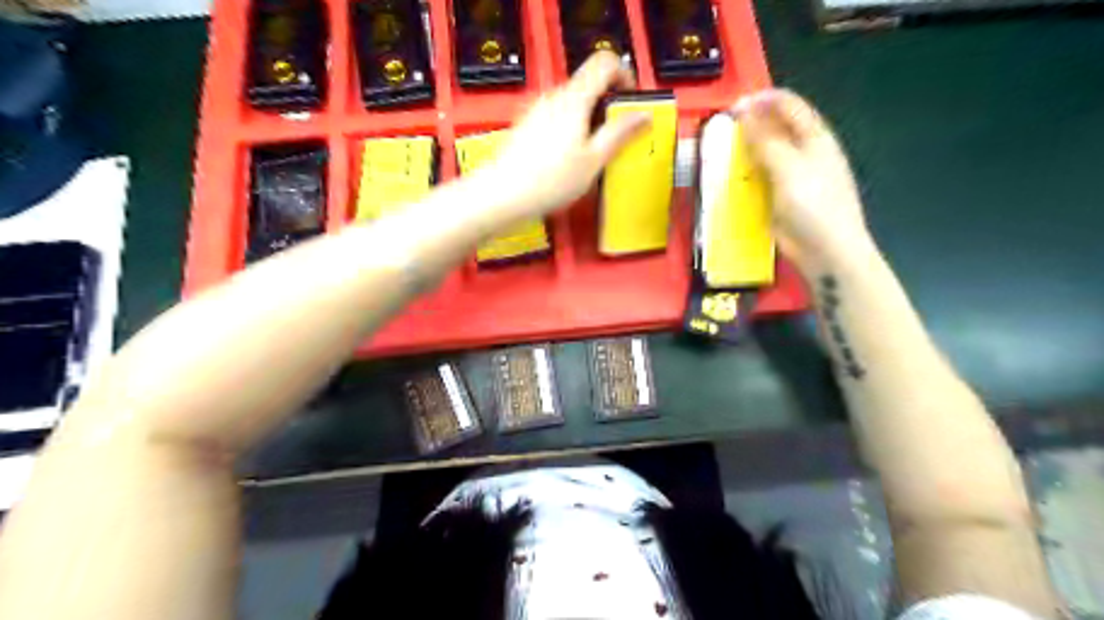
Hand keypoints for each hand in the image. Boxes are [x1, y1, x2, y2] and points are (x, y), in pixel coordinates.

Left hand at [482, 52, 648, 221]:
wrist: (503, 194)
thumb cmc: (551, 180)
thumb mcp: (593, 160)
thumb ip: (619, 133)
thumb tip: (643, 114)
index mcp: (574, 98)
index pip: (604, 62)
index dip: (624, 75)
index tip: (630, 104)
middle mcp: (554, 96)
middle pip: (588, 83)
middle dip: (608, 104)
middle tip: (616, 137)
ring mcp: (537, 109)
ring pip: (572, 102)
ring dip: (589, 119)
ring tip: (592, 154)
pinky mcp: (527, 125)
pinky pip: (556, 117)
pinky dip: (571, 129)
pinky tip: (568, 159)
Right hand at [737, 87, 875, 272]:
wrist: (826, 249)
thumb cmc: (812, 204)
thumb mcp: (788, 166)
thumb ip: (765, 139)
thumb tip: (744, 111)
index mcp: (815, 137)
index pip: (788, 105)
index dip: (762, 100)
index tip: (732, 106)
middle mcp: (805, 152)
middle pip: (776, 128)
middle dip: (750, 125)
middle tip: (721, 130)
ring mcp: (793, 176)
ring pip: (766, 154)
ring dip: (744, 151)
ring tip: (720, 152)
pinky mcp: (782, 198)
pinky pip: (761, 178)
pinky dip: (745, 174)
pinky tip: (730, 179)